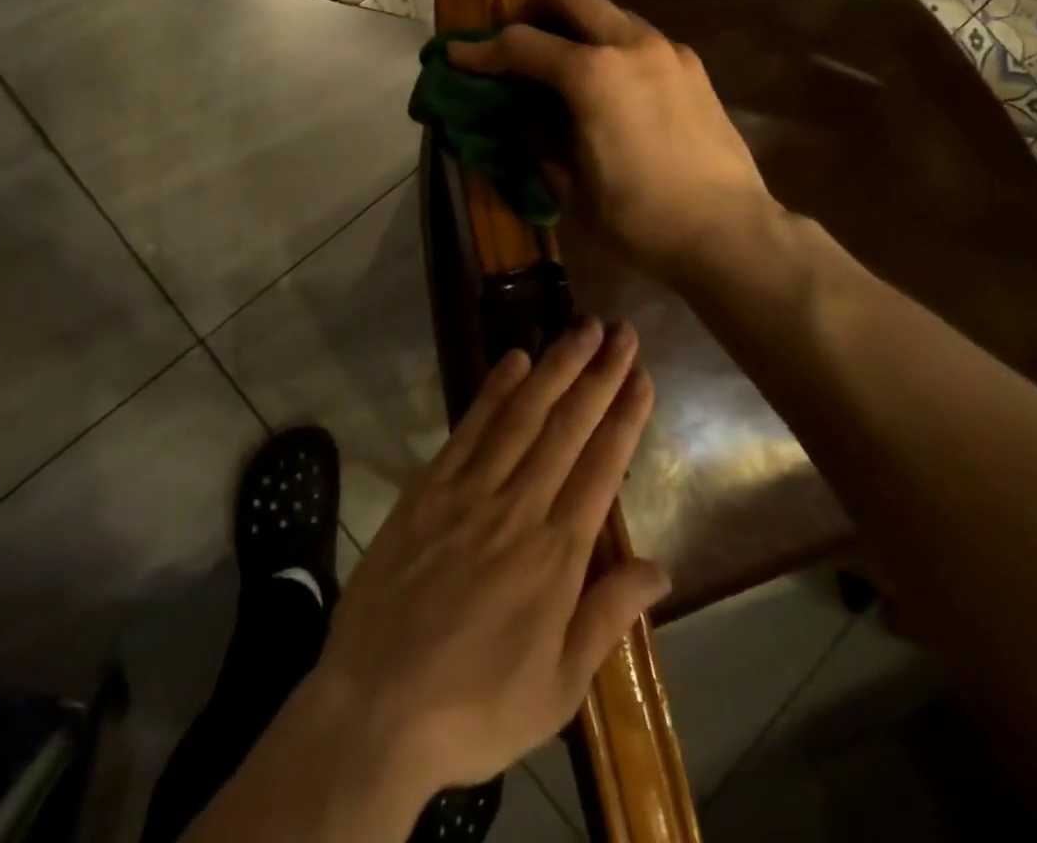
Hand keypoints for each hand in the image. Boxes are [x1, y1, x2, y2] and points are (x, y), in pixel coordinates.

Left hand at [312, 319, 666, 796]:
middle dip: (598, 374)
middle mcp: (518, 507)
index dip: (624, 417)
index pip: (602, 468)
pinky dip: (495, 390)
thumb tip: (660, 568)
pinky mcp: (429, 487)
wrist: (376, 707)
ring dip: (554, 367)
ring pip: (523, 415)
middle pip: (567, 427)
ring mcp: (469, 491)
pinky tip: (514, 360)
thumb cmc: (475, 707)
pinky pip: (469, 427)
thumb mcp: (558, 688)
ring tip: (580, 328)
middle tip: (620, 331)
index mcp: (556, 555)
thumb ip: (607, 616)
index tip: (640, 375)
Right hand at [449, 0, 775, 283]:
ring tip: (562, 64)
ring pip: (609, 10)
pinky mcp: (692, 66)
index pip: (521, 45)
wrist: (728, 232)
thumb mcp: (571, 187)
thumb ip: (539, 139)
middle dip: (532, 8)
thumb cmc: (640, 219)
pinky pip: (639, 37)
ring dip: (576, 25)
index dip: (480, 50)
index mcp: (592, 75)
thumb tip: (524, 116)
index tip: (457, 55)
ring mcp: (667, 50)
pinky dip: (610, 45)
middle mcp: (630, 45)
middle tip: (517, 39)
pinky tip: (609, 85)